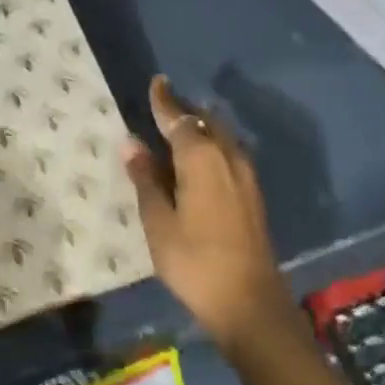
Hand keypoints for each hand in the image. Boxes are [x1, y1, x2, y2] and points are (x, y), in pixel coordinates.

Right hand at [121, 75, 296, 349]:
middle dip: (186, 112)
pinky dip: (211, 148)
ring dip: (201, 129)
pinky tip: (199, 163)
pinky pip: (229, 156)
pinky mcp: (253, 197)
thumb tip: (131, 143)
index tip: (157, 83)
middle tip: (164, 107)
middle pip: (207, 123)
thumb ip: (146, 180)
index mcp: (202, 159)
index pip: (180, 119)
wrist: (248, 301)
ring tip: (179, 131)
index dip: (165, 102)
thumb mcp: (158, 222)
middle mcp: (229, 159)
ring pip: (222, 139)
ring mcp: (246, 178)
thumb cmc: (194, 261)